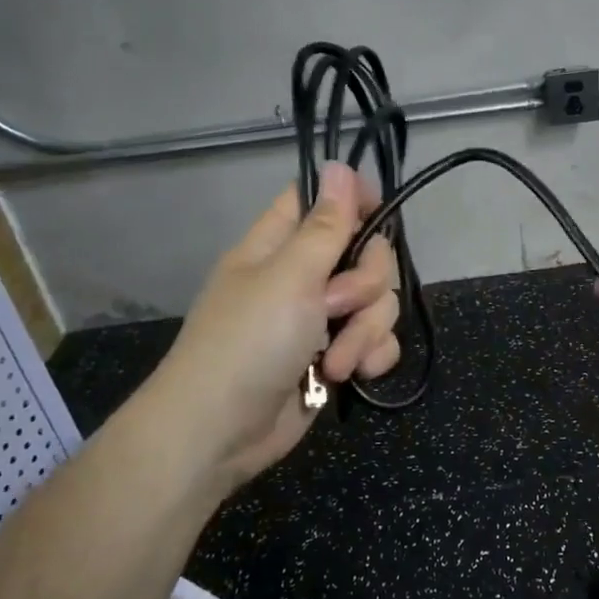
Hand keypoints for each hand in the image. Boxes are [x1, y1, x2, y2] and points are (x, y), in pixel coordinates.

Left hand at [145, 162, 400, 496]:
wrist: (220, 434)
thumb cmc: (246, 344)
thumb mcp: (288, 277)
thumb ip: (325, 225)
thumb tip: (338, 165)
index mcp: (280, 246)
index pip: (322, 200)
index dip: (354, 200)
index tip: (378, 216)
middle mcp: (302, 276)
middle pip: (366, 253)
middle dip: (366, 283)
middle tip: (336, 305)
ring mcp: (320, 319)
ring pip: (377, 301)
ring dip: (365, 331)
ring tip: (334, 361)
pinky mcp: (335, 356)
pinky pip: (377, 341)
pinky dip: (370, 356)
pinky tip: (354, 374)